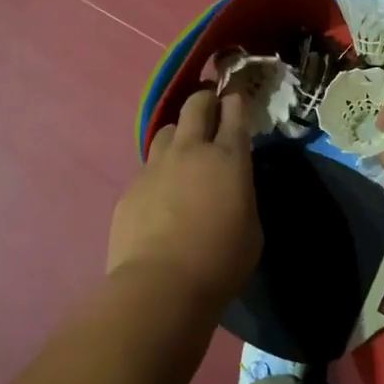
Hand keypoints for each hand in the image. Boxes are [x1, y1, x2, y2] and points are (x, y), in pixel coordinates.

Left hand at [108, 90, 260, 303]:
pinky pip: (147, 167)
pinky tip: (161, 194)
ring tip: (183, 151)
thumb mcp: (252, 228)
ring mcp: (156, 166)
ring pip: (166, 131)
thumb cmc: (221, 261)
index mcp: (228, 158)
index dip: (235, 102)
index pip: (234, 113)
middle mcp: (191, 151)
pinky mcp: (131, 187)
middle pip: (195, 106)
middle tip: (210, 107)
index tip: (235, 98)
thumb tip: (231, 189)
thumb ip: (242, 197)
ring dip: (178, 133)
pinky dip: (158, 171)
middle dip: (204, 100)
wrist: (161, 285)